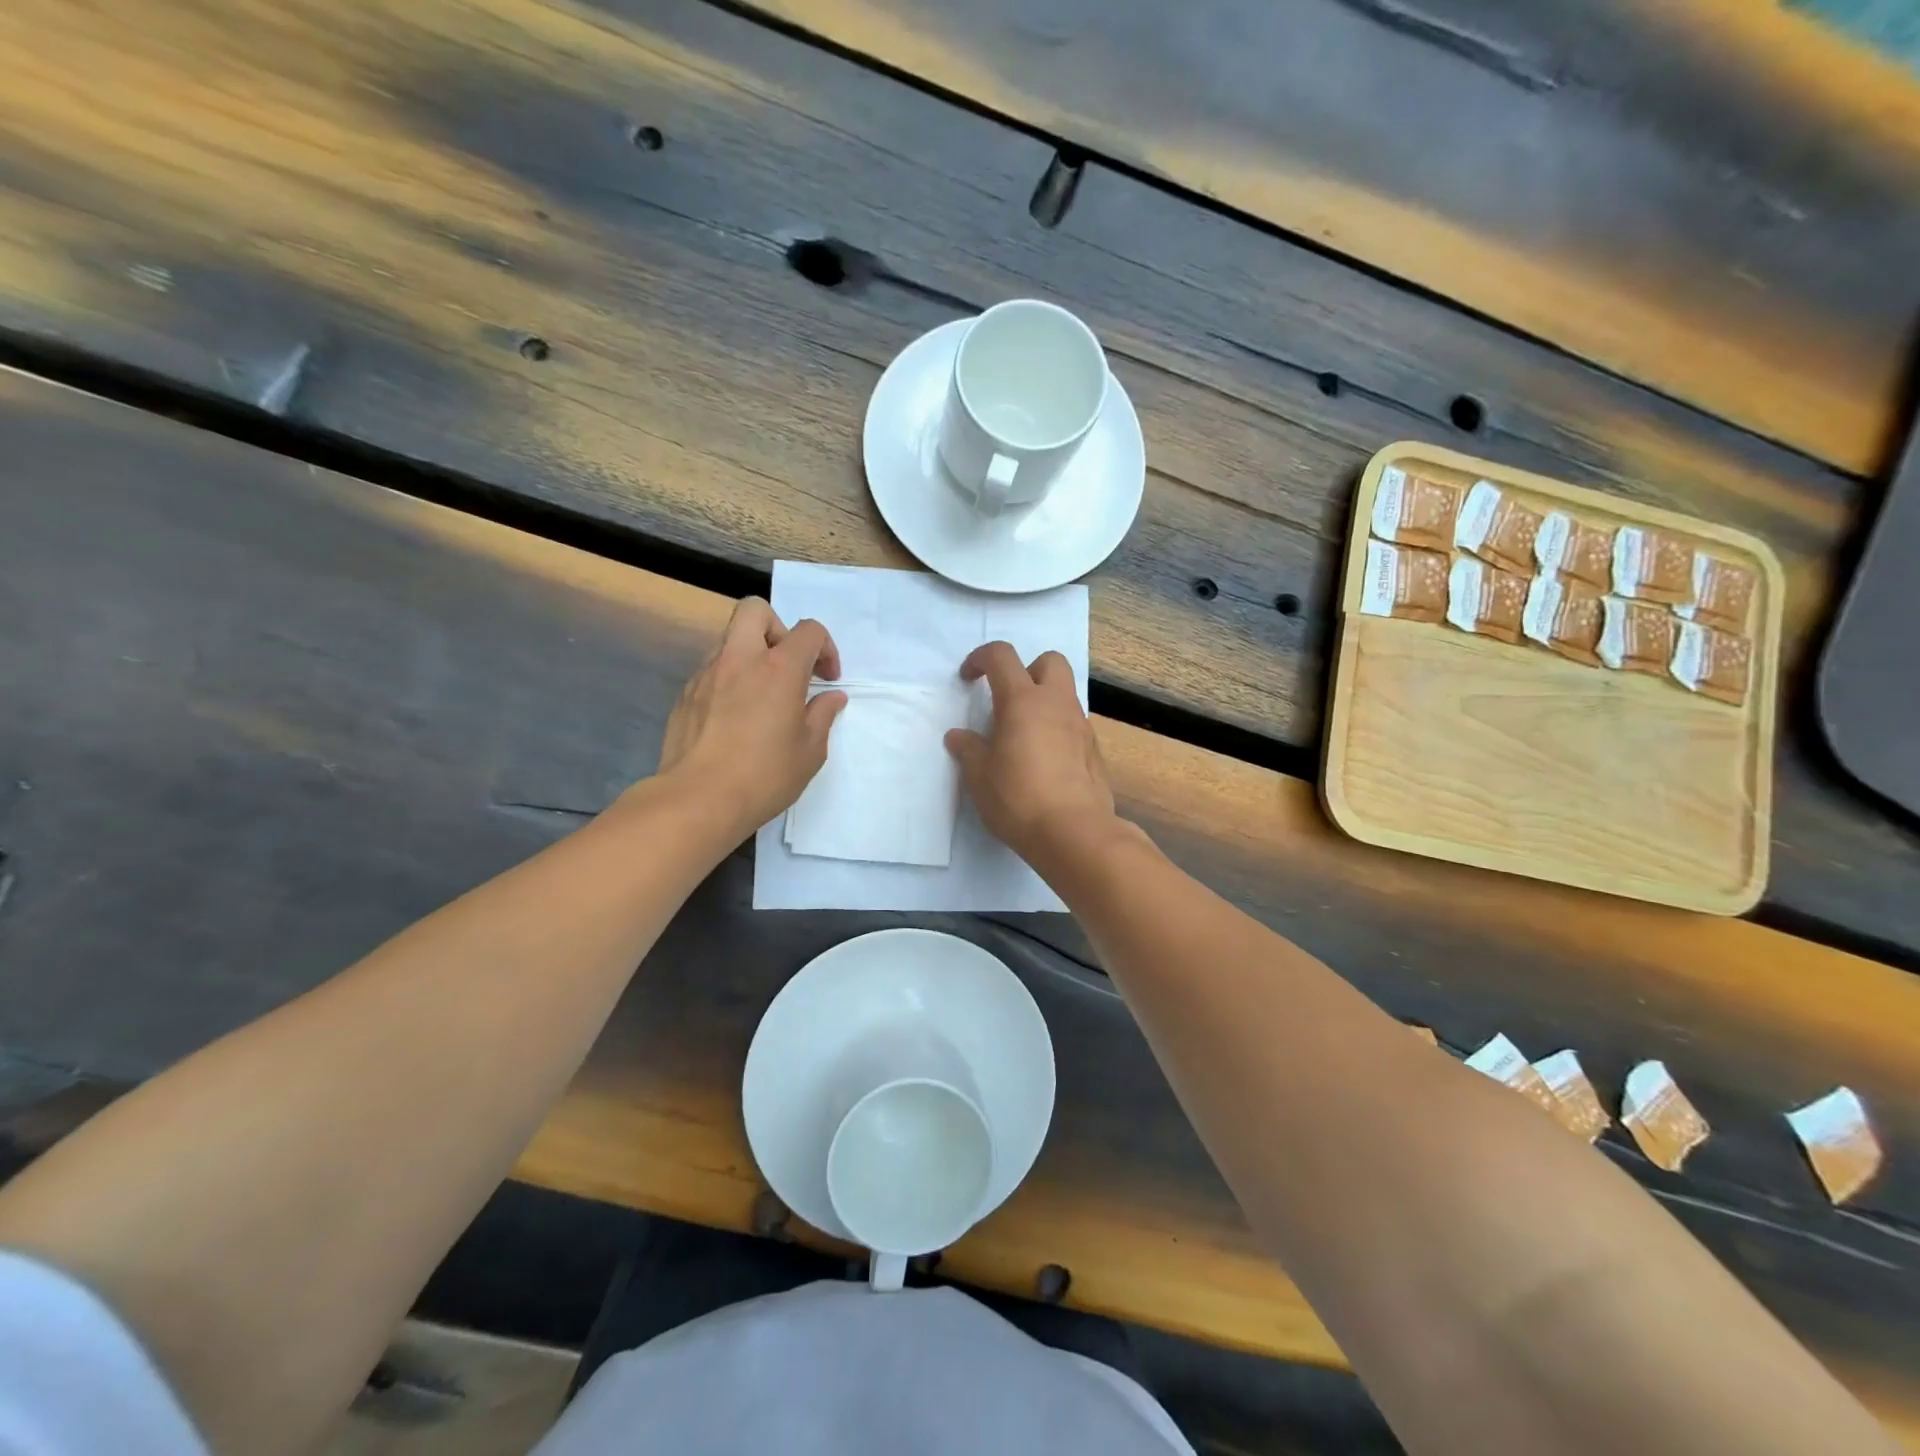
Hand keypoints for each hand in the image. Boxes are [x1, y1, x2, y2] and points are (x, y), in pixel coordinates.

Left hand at [656, 598, 846, 836]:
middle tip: (787, 665)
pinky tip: (734, 717)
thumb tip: (831, 697)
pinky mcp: (685, 694)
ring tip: (761, 694)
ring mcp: (707, 674)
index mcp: (779, 669)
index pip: (809, 631)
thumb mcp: (810, 751)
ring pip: (730, 639)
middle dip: (778, 628)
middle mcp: (741, 659)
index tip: (827, 679)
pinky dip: (729, 680)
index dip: (825, 648)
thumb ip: (822, 716)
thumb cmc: (764, 775)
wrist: (698, 799)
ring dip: (751, 655)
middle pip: (756, 611)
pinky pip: (712, 670)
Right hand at [945, 641, 1117, 866]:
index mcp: (1023, 701)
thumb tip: (958, 737)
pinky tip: (1044, 761)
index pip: (1001, 656)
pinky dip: (1057, 729)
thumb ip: (968, 749)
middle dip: (1027, 669)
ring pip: (1064, 694)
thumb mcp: (979, 776)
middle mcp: (1056, 704)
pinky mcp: (1094, 751)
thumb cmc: (1018, 798)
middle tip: (1007, 700)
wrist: (1074, 832)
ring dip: (1043, 702)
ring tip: (1022, 736)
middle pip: (1049, 661)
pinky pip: (1074, 724)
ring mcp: (1081, 726)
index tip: (968, 679)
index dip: (980, 658)